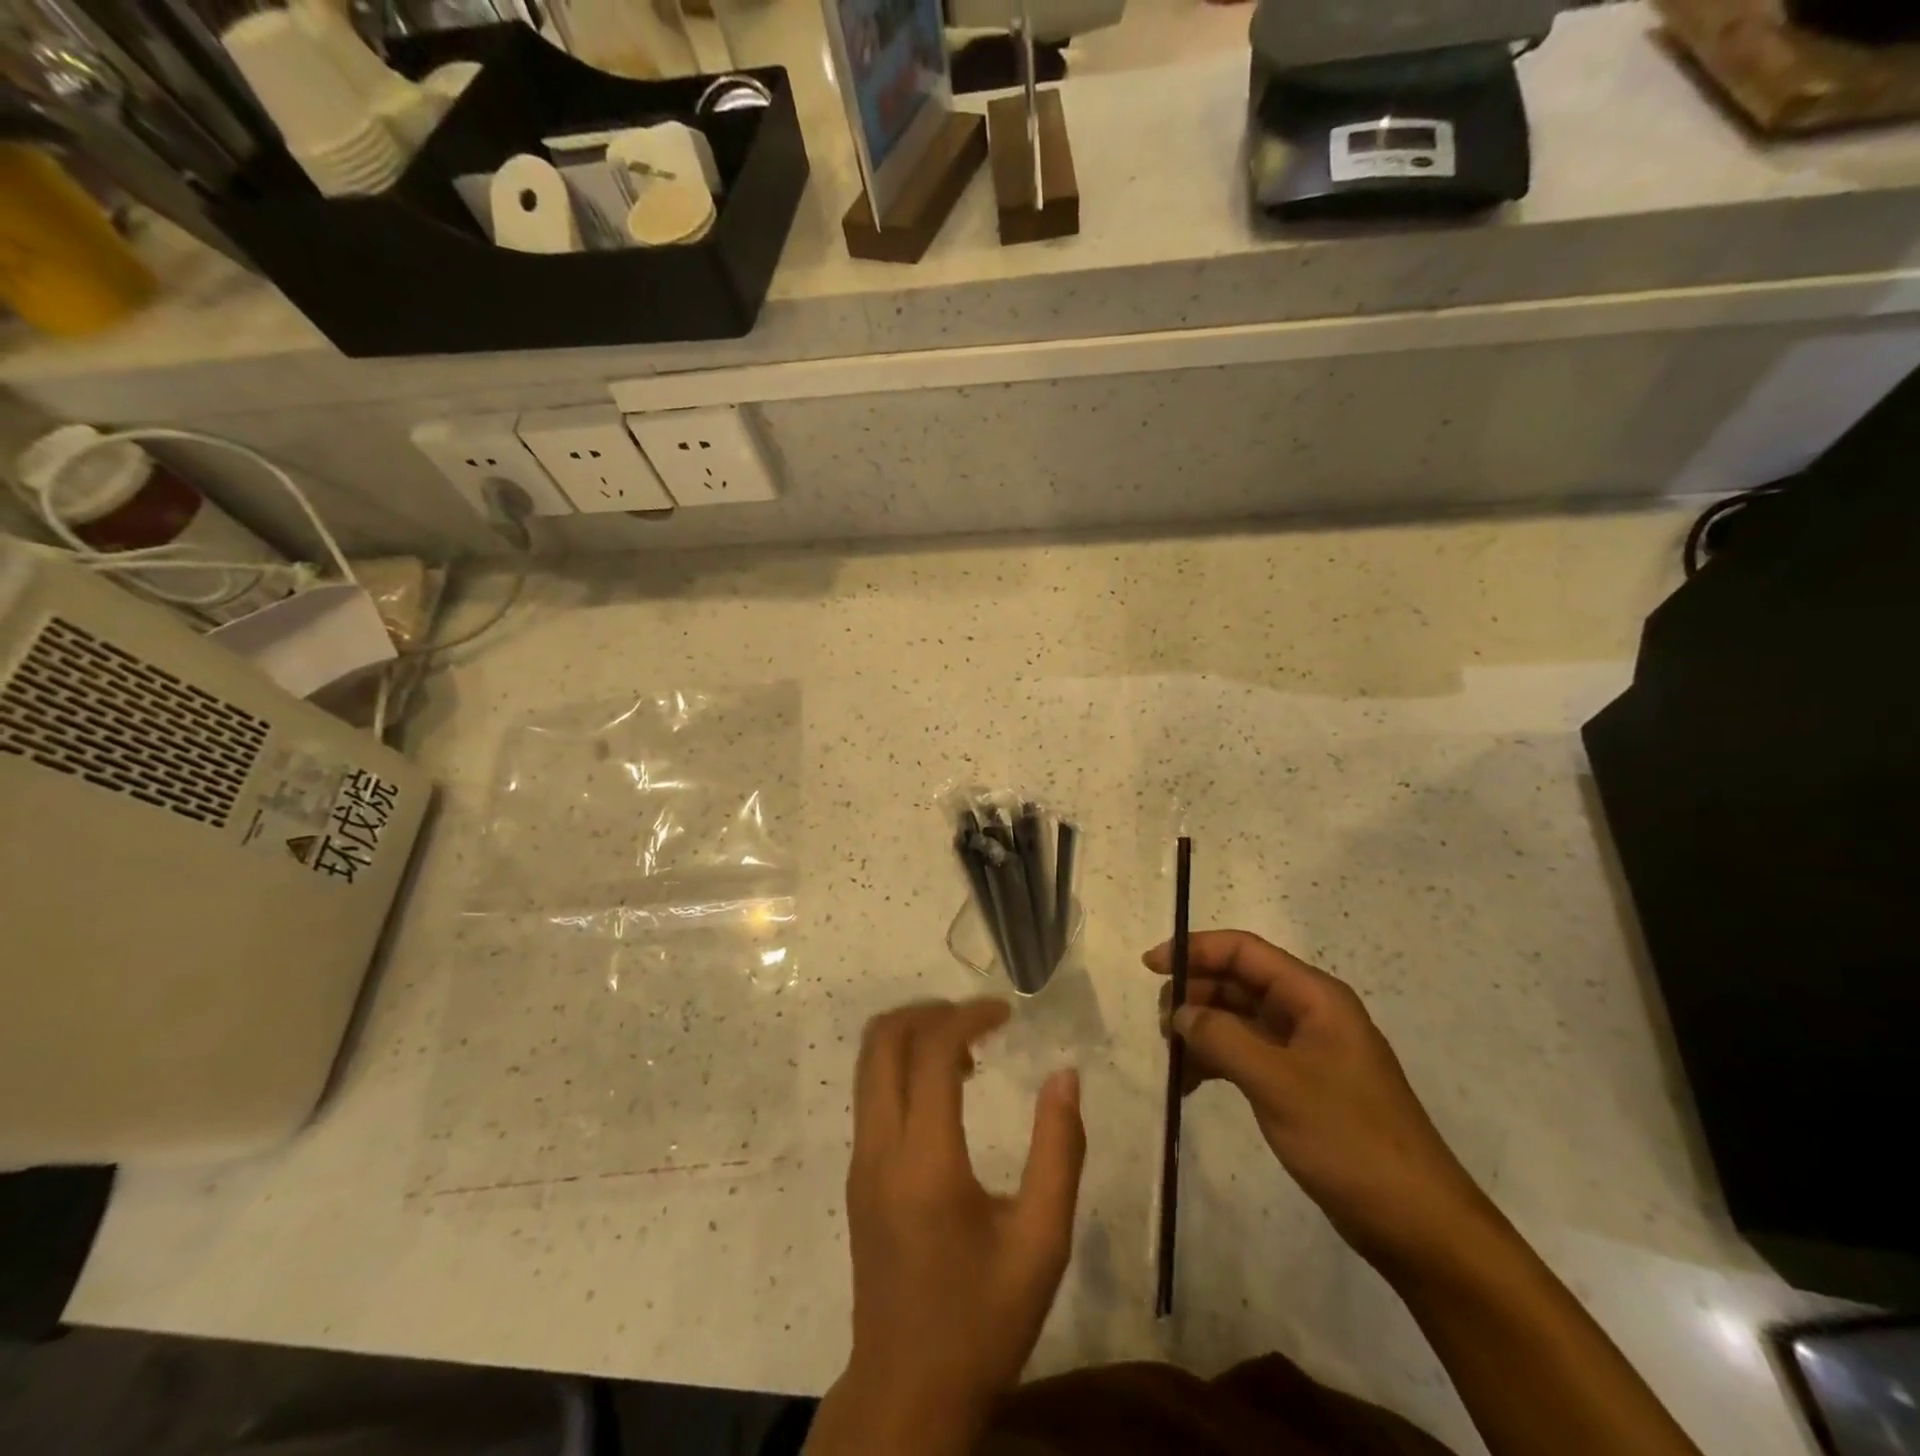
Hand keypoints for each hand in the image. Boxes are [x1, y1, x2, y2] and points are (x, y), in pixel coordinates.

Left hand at [807, 999, 1086, 1455]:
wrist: (907, 1391)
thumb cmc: (982, 1321)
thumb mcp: (1042, 1243)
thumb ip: (1059, 1151)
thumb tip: (1065, 1076)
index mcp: (925, 1161)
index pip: (930, 1051)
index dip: (968, 1015)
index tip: (1006, 1012)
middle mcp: (879, 1148)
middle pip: (883, 1039)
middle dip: (930, 1011)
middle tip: (980, 1020)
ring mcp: (860, 1159)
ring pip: (869, 1061)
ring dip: (913, 1035)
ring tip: (967, 1051)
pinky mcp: (856, 1174)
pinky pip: (871, 1091)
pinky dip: (903, 1065)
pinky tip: (946, 1090)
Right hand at [1146, 930, 1499, 1281]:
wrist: (1418, 1225)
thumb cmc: (1351, 1141)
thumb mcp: (1278, 1084)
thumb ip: (1222, 1038)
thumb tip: (1181, 1012)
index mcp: (1314, 997)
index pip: (1244, 951)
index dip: (1195, 950)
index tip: (1151, 967)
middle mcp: (1309, 1013)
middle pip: (1238, 982)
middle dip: (1195, 995)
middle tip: (1161, 1028)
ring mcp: (1305, 1050)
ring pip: (1238, 1019)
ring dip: (1202, 1031)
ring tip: (1171, 1060)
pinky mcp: (1300, 1084)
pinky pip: (1247, 1054)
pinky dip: (1216, 1061)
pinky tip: (1189, 1084)